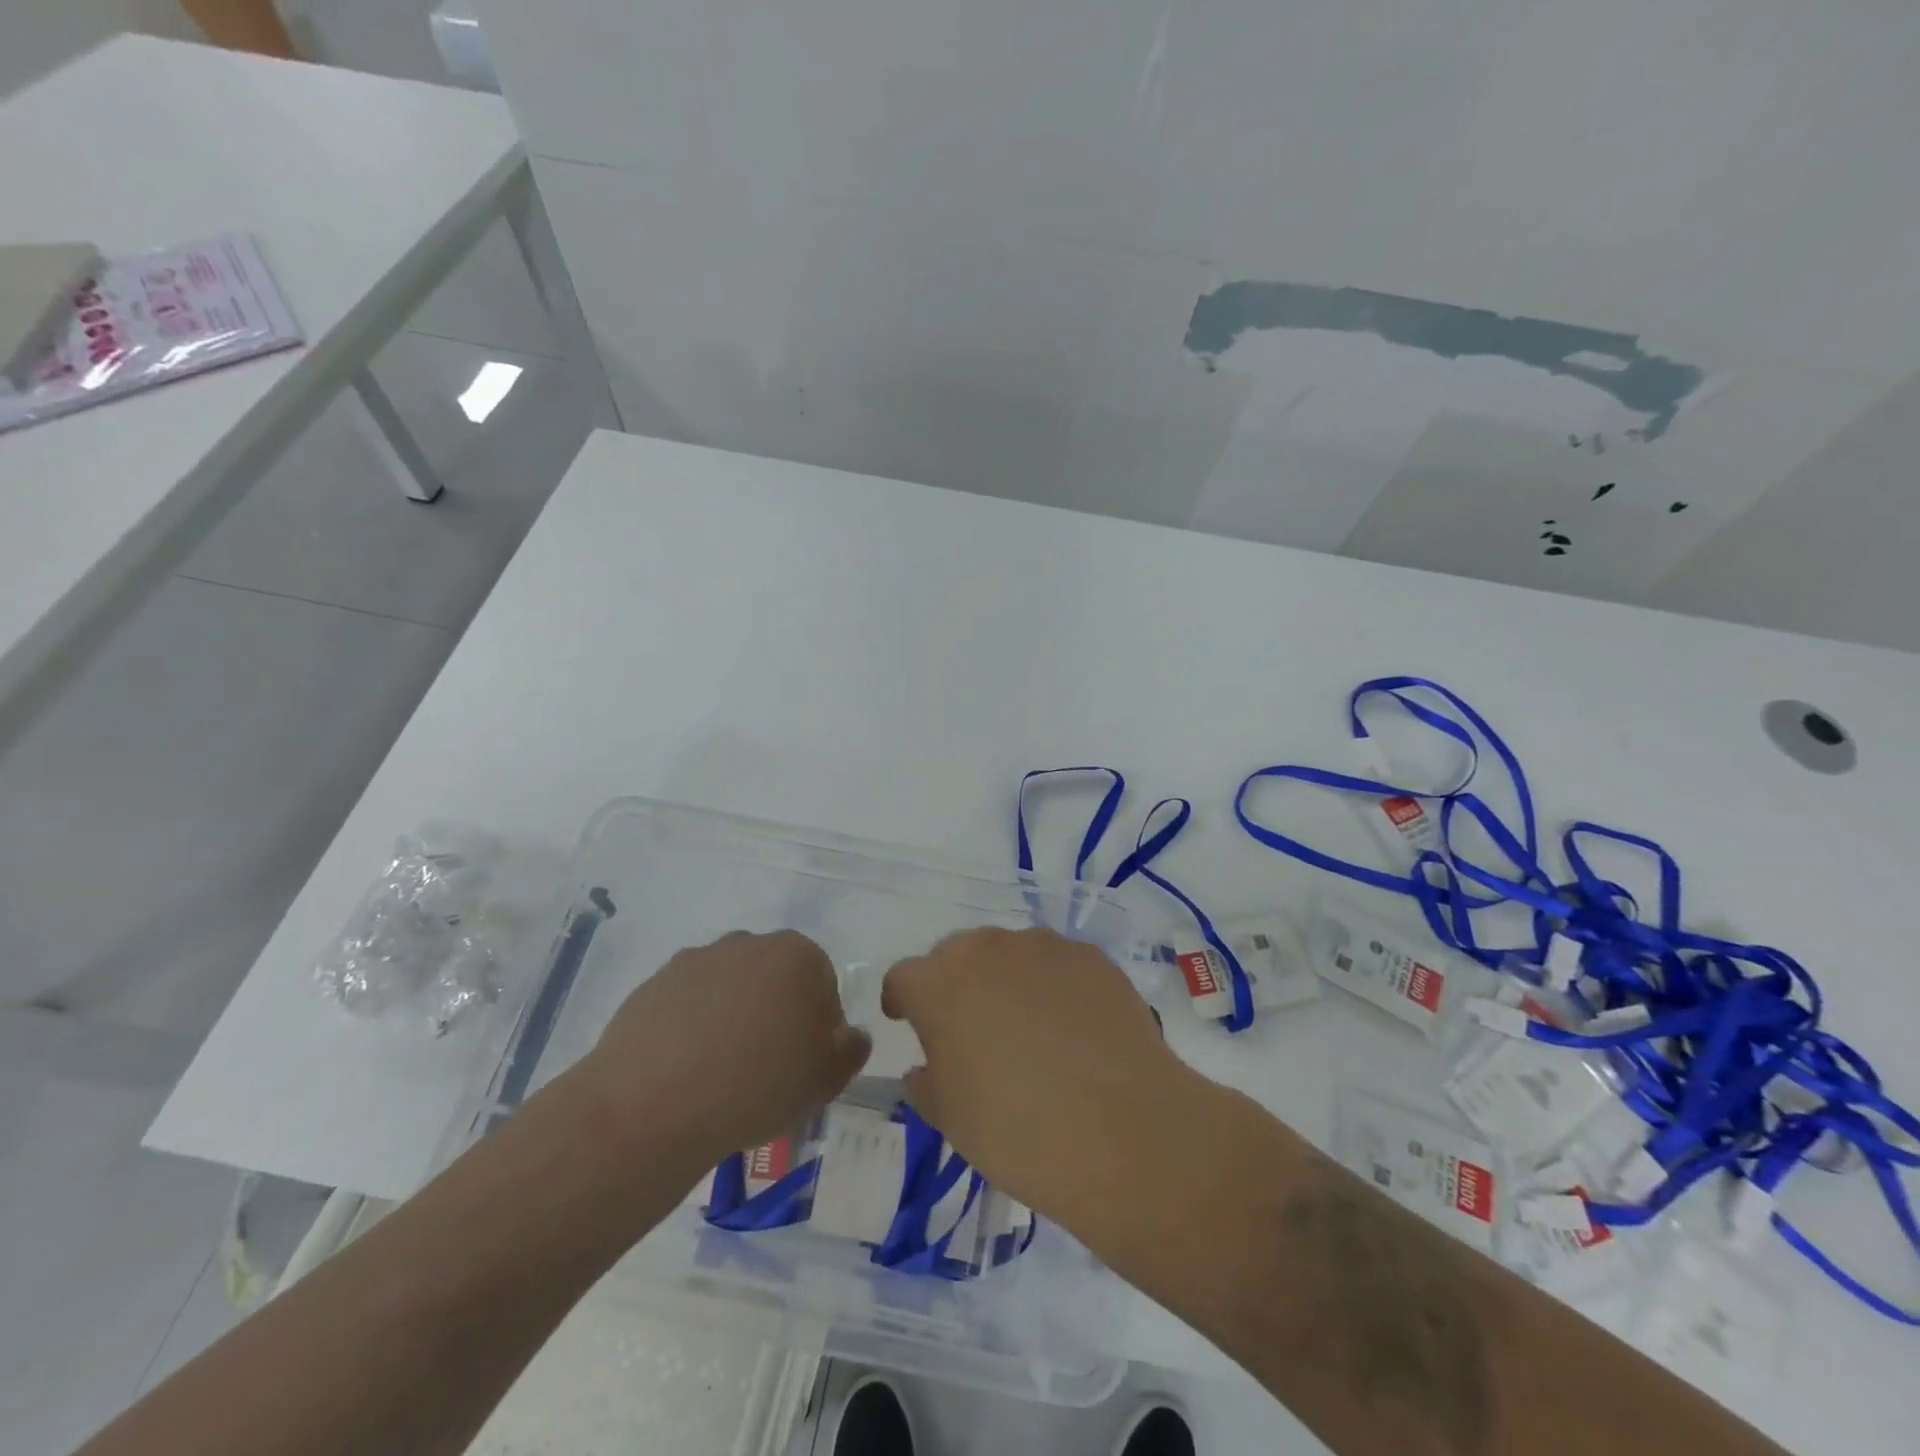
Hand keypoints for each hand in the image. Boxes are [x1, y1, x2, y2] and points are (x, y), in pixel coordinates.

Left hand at [578, 930, 870, 1166]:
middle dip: (774, 1013)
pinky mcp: (653, 983)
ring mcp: (696, 960)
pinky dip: (690, 1028)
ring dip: (731, 1017)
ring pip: (729, 988)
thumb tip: (850, 1036)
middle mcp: (748, 942)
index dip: (817, 1026)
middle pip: (773, 978)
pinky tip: (684, 1071)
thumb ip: (851, 1050)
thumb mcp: (827, 1080)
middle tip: (764, 1068)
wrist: (653, 1105)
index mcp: (798, 954)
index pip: (822, 983)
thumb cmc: (759, 1085)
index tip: (801, 1064)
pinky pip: (686, 1004)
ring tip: (719, 1074)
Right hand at [881, 927, 1197, 1223]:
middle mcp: (985, 949)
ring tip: (1028, 1026)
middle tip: (970, 1026)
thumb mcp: (950, 1120)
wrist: (1121, 1130)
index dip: (902, 999)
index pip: (903, 977)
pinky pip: (1057, 964)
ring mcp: (1042, 946)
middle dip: (954, 983)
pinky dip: (1053, 985)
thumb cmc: (1016, 1131)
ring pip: (1009, 953)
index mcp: (938, 984)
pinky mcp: (1090, 956)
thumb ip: (927, 1083)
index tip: (907, 1020)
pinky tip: (1074, 1027)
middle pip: (956, 954)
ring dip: (1006, 979)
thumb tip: (926, 1067)